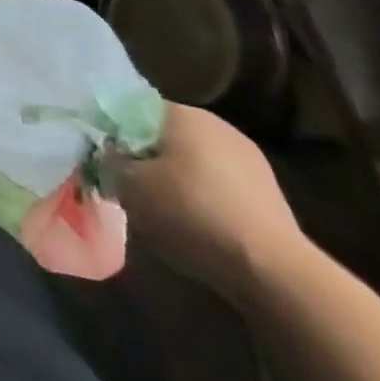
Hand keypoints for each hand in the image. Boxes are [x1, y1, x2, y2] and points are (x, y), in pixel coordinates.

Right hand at [103, 103, 307, 301]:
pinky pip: (219, 183)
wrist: (273, 271)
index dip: (114, 133)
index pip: (133, 109)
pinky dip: (203, 196)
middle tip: (129, 186)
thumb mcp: (128, 186)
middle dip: (146, 156)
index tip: (105, 159)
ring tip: (162, 209)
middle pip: (165, 134)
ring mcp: (248, 157)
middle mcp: (215, 124)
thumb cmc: (190, 214)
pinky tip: (197, 224)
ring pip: (194, 159)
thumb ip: (109, 160)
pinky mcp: (268, 191)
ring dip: (176, 177)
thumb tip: (107, 152)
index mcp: (181, 113)